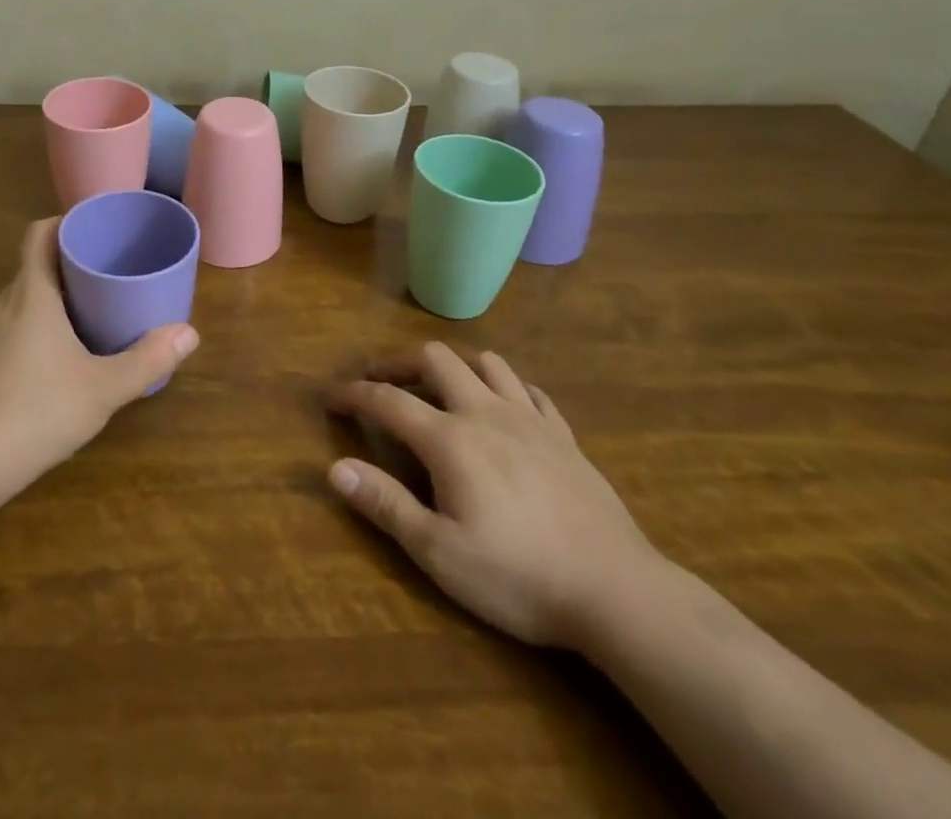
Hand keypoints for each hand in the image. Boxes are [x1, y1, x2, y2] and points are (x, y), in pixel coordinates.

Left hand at [0, 218, 198, 498]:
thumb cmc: (37, 411)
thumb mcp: (103, 388)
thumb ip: (148, 360)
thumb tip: (190, 334)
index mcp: (30, 292)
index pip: (39, 233)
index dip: (66, 223)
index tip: (96, 231)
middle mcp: (1, 303)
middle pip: (34, 266)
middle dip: (70, 266)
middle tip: (109, 277)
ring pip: (21, 300)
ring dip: (52, 300)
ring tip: (89, 316)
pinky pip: (8, 328)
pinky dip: (33, 328)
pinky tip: (54, 362)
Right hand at [327, 343, 664, 650]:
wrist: (618, 592)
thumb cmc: (519, 576)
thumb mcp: (439, 553)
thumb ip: (385, 504)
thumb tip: (335, 467)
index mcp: (450, 439)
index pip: (388, 400)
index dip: (354, 394)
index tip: (331, 397)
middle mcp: (485, 413)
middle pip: (436, 358)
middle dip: (401, 362)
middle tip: (383, 382)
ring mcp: (531, 420)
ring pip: (487, 362)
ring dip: (456, 366)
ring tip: (442, 389)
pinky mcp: (565, 437)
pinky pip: (531, 391)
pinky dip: (507, 388)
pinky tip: (504, 408)